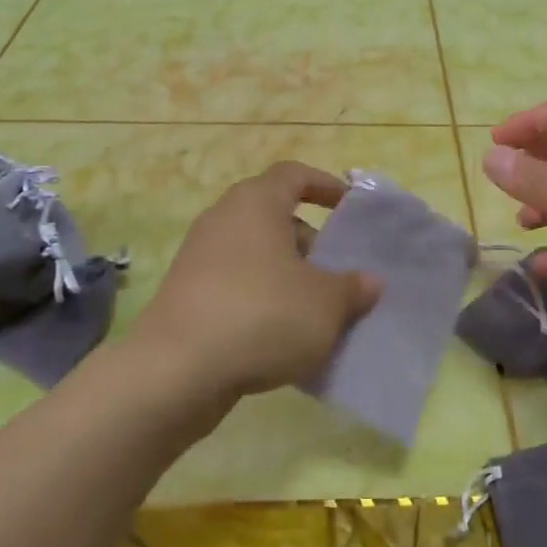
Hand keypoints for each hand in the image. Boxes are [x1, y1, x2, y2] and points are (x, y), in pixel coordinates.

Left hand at [127, 162, 381, 420]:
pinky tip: (283, 338)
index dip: (325, 185)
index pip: (294, 175)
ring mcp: (199, 258)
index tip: (350, 207)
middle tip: (339, 275)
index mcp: (256, 203)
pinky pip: (236, 286)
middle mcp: (223, 220)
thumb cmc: (262, 315)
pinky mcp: (187, 295)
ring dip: (288, 277)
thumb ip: (353, 288)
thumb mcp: (325, 304)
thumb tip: (369, 282)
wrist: (176, 371)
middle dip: (311, 244)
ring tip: (317, 312)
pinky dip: (262, 300)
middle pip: (275, 218)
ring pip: (257, 256)